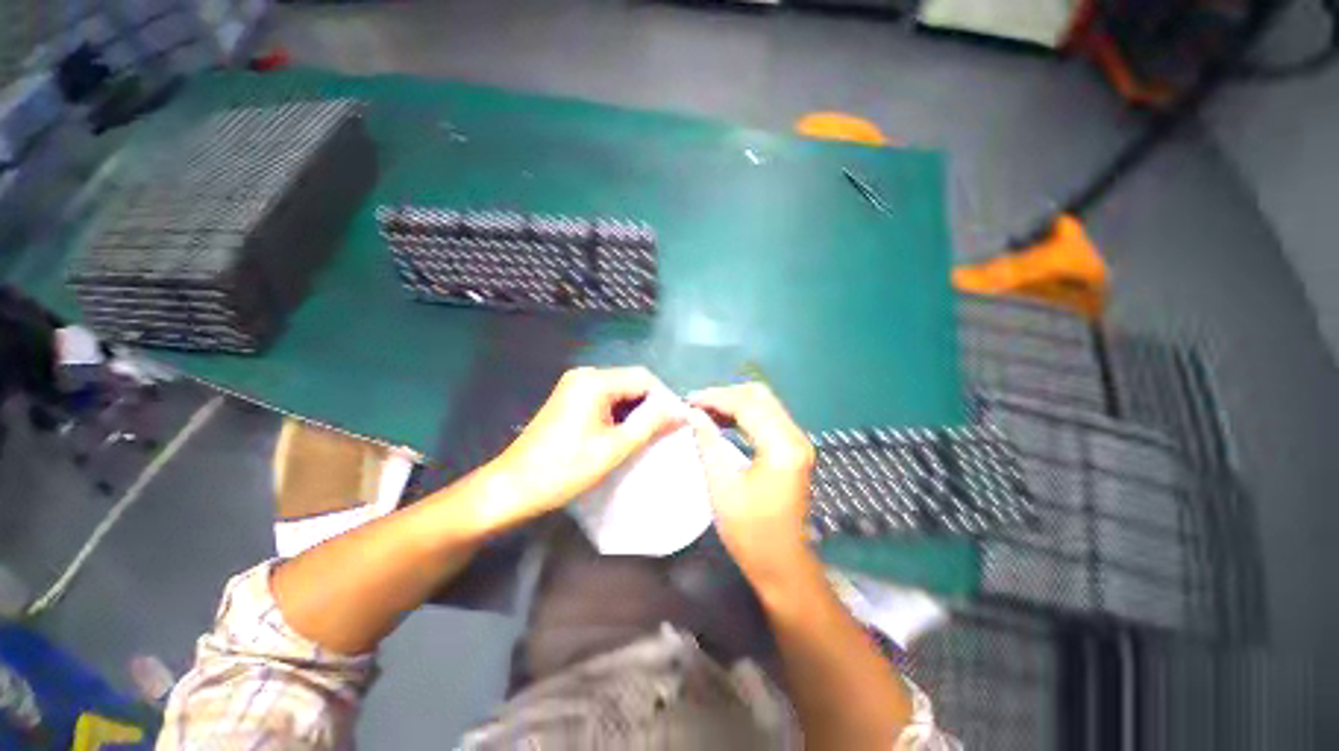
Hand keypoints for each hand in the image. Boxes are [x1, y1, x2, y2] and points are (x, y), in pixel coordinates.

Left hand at [484, 366, 681, 529]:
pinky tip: (622, 435)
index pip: (644, 378)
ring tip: (645, 438)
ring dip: (635, 412)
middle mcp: (585, 375)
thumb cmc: (565, 469)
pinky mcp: (569, 398)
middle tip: (662, 434)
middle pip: (632, 382)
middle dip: (650, 406)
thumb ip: (650, 424)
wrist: (513, 487)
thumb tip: (680, 411)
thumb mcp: (615, 448)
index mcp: (595, 381)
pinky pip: (605, 399)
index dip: (664, 399)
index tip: (674, 425)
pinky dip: (619, 414)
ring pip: (620, 391)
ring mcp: (575, 386)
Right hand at [687, 383, 816, 587]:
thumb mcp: (722, 486)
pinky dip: (744, 415)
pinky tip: (723, 421)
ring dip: (734, 403)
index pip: (747, 405)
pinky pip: (767, 418)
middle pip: (760, 397)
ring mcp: (797, 442)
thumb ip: (708, 443)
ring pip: (764, 404)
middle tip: (697, 404)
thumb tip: (693, 414)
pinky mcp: (793, 449)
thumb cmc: (750, 531)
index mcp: (782, 447)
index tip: (689, 400)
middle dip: (726, 395)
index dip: (716, 398)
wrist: (782, 564)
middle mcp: (796, 437)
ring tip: (704, 410)